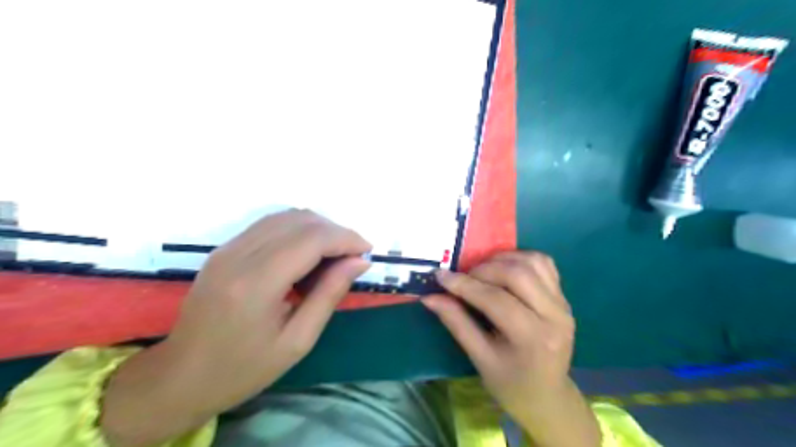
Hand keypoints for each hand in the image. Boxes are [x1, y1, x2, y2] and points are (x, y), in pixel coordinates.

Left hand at [101, 209, 371, 446]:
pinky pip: (270, 225)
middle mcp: (239, 255)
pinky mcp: (224, 249)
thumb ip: (330, 294)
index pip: (312, 239)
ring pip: (286, 216)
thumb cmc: (243, 368)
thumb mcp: (297, 340)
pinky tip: (306, 255)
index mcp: (257, 283)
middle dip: (335, 232)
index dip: (346, 238)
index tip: (367, 251)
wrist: (180, 376)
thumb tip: (360, 262)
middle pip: (300, 220)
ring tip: (333, 256)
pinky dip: (297, 231)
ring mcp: (228, 248)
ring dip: (317, 228)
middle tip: (353, 257)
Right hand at [422, 254, 596, 445]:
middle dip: (483, 269)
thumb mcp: (479, 358)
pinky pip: (544, 263)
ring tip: (482, 271)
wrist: (547, 396)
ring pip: (532, 262)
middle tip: (463, 277)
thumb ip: (456, 323)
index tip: (440, 276)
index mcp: (533, 338)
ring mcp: (563, 304)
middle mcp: (554, 316)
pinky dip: (520, 258)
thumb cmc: (510, 383)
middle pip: (517, 274)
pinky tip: (504, 269)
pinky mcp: (564, 296)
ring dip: (502, 259)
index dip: (465, 285)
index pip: (495, 299)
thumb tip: (430, 297)